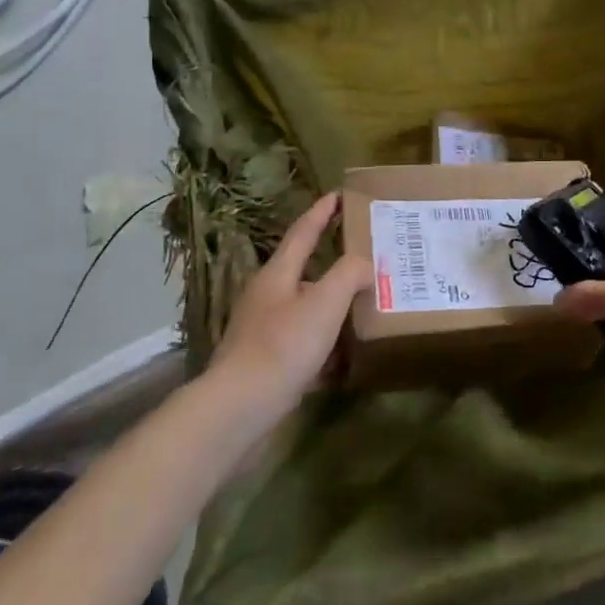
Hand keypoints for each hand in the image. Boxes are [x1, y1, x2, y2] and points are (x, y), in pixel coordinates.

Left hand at [208, 193, 371, 416]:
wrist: (239, 410)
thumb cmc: (283, 346)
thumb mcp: (324, 302)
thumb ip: (349, 274)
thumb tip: (365, 264)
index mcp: (278, 274)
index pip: (303, 232)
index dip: (322, 212)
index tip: (339, 194)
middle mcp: (267, 297)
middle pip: (302, 269)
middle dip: (330, 260)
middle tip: (361, 252)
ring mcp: (262, 331)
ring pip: (304, 307)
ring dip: (330, 304)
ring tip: (360, 303)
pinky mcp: (265, 363)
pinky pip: (302, 342)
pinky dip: (324, 343)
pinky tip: (343, 356)